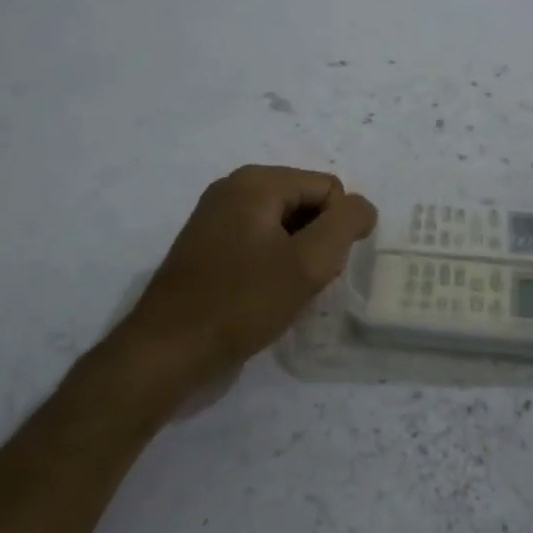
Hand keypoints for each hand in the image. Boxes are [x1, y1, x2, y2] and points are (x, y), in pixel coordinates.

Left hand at [117, 165, 377, 381]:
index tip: (317, 269)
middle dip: (316, 243)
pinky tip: (264, 296)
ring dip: (297, 258)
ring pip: (286, 227)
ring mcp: (216, 217)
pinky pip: (260, 243)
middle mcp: (233, 189)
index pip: (330, 190)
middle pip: (307, 204)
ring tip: (282, 293)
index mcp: (256, 182)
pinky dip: (273, 266)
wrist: (169, 350)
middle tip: (301, 283)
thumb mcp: (308, 263)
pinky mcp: (209, 247)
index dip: (337, 231)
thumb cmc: (242, 303)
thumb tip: (363, 207)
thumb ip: (345, 225)